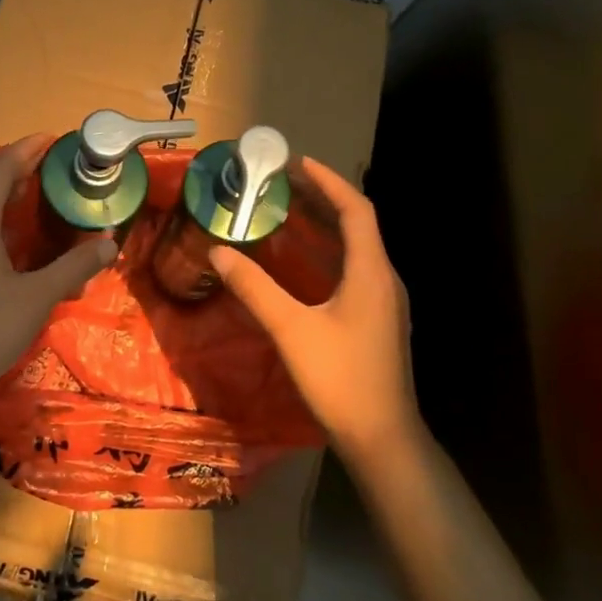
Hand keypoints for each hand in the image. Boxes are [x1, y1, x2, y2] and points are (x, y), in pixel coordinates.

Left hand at [0, 133, 117, 393]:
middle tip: (47, 159)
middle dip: (14, 164)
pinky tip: (7, 224)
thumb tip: (109, 243)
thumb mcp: (37, 297)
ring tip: (31, 184)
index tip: (51, 139)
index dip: (26, 151)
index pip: (0, 170)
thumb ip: (74, 267)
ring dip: (0, 186)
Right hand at [210, 157, 423, 460]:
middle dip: (323, 200)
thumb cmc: (340, 378)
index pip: (356, 210)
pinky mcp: (377, 321)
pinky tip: (301, 263)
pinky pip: (353, 271)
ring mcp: (383, 302)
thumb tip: (219, 251)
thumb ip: (255, 288)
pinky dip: (327, 255)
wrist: (382, 437)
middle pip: (358, 225)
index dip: (329, 182)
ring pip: (356, 249)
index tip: (298, 163)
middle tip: (284, 184)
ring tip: (289, 212)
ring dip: (325, 227)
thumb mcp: (291, 329)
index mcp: (371, 272)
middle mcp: (383, 279)